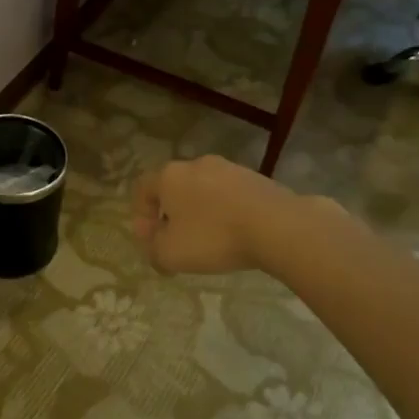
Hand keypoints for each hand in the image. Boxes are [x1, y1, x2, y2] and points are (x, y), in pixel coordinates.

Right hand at [132, 155, 306, 275]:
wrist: (278, 226)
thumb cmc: (214, 237)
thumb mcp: (171, 254)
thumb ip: (153, 249)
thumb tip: (155, 245)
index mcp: (169, 176)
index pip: (142, 189)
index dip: (140, 215)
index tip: (150, 240)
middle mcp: (195, 164)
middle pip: (173, 188)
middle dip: (170, 214)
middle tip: (176, 241)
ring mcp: (229, 168)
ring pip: (203, 190)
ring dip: (199, 213)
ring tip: (209, 240)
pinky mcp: (256, 178)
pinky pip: (229, 195)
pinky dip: (225, 212)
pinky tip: (235, 234)